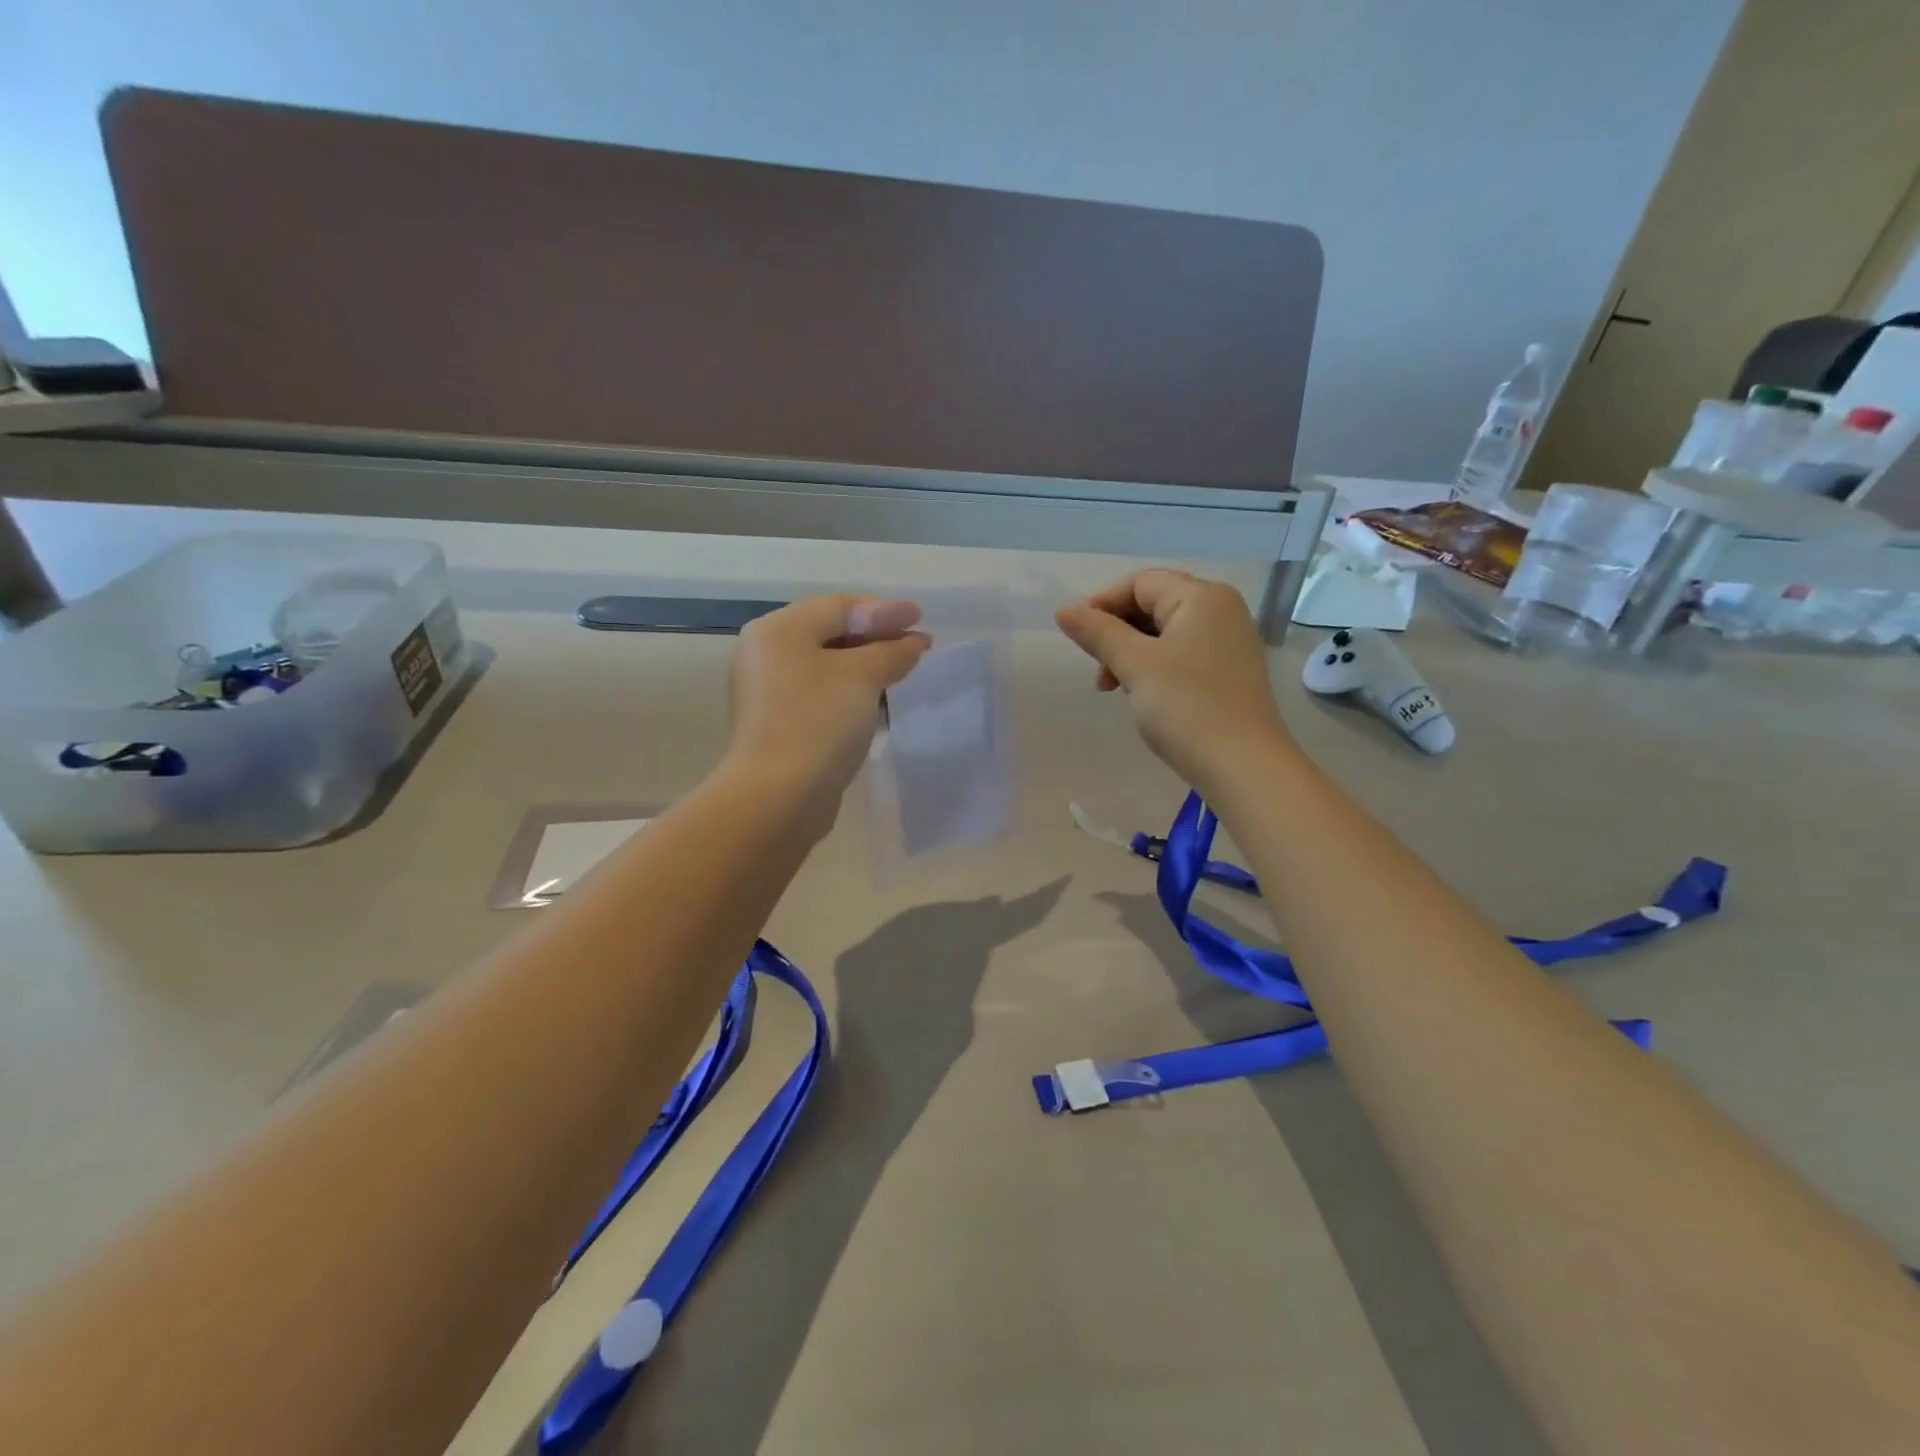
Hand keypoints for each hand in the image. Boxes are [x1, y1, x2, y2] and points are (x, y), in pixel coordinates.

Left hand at [726, 594, 929, 816]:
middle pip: (830, 635)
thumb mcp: (863, 676)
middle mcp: (767, 655)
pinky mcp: (778, 727)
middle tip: (917, 645)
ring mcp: (768, 693)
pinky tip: (879, 705)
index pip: (839, 607)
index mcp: (779, 630)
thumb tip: (913, 643)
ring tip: (904, 674)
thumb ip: (892, 651)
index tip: (921, 618)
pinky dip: (851, 695)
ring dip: (867, 669)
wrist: (778, 796)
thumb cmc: (819, 721)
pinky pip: (821, 698)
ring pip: (827, 669)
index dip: (884, 611)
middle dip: (877, 639)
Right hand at [1056, 569, 1293, 792]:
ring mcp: (1228, 643)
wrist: (1243, 767)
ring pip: (1164, 634)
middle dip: (1117, 633)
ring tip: (1114, 689)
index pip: (1140, 583)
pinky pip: (1181, 656)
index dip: (1103, 604)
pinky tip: (1142, 696)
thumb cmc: (1187, 707)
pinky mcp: (1228, 673)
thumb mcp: (1135, 665)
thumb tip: (1064, 611)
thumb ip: (1098, 633)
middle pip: (1153, 605)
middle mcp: (1221, 611)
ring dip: (1131, 654)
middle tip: (1099, 671)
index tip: (1079, 639)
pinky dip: (1154, 668)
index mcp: (1202, 597)